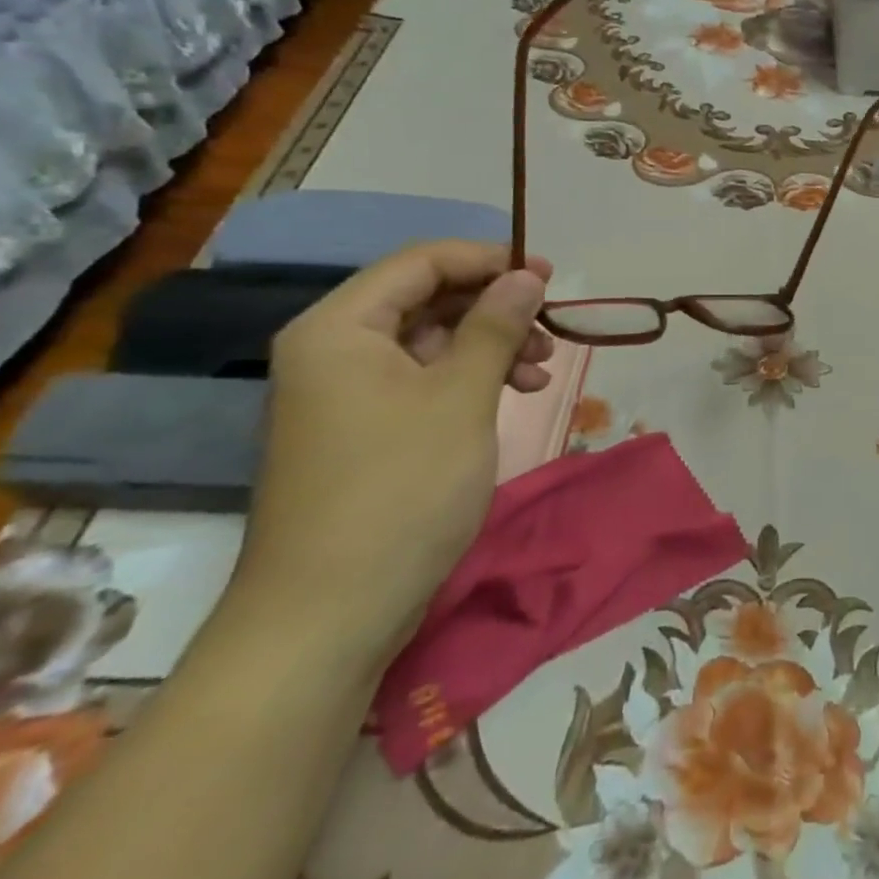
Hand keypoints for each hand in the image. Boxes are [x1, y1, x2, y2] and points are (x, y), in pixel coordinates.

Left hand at [237, 242, 553, 663]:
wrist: (328, 617)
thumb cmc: (399, 491)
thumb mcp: (461, 397)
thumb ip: (496, 325)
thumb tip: (526, 275)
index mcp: (339, 328)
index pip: (420, 263)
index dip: (488, 261)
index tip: (547, 276)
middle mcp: (333, 350)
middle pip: (424, 300)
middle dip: (493, 308)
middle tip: (549, 328)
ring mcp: (343, 394)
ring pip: (428, 342)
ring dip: (488, 345)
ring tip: (540, 369)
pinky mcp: (360, 432)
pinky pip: (420, 381)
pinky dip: (468, 380)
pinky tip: (510, 394)